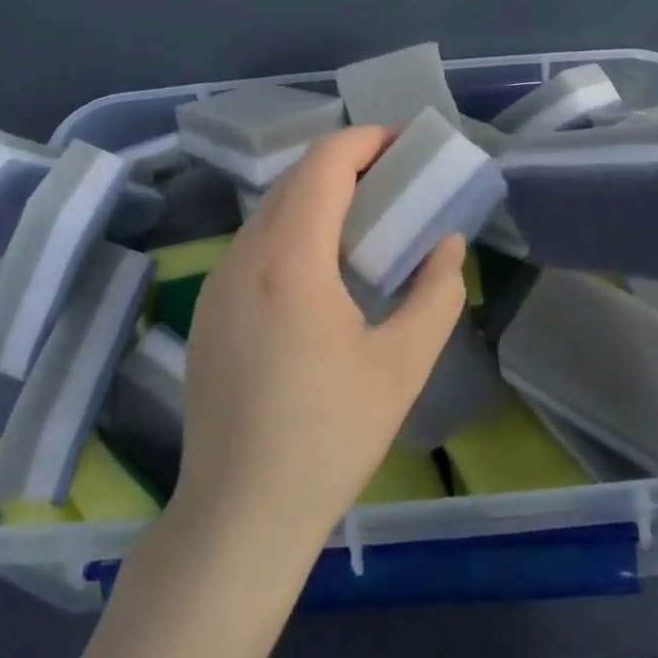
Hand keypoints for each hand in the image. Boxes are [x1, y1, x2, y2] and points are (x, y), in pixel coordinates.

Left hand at [176, 125, 467, 552]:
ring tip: (363, 215)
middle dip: (345, 162)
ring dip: (316, 193)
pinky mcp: (208, 311)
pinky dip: (292, 226)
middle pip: (295, 178)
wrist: (238, 517)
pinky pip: (254, 242)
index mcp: (291, 259)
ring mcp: (218, 283)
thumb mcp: (402, 365)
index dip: (364, 140)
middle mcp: (245, 256)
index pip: (324, 164)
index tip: (401, 142)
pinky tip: (320, 265)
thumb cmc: (328, 437)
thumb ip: (436, 294)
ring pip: (270, 209)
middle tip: (392, 175)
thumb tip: (448, 246)